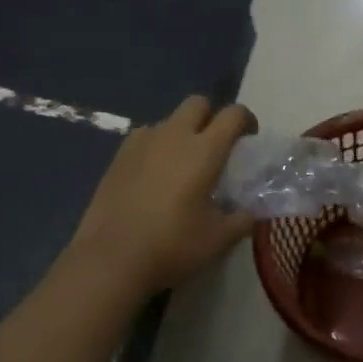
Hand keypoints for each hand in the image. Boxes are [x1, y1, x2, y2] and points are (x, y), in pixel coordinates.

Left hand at [68, 95, 256, 294]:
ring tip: (181, 164)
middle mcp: (174, 135)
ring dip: (181, 132)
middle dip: (211, 116)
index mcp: (205, 150)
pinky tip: (154, 174)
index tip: (249, 138)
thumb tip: (251, 212)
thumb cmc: (172, 245)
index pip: (233, 115)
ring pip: (169, 120)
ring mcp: (142, 142)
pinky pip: (145, 137)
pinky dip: (156, 147)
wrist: (111, 258)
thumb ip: (241, 220)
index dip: (246, 120)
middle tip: (215, 146)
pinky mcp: (118, 156)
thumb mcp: (218, 239)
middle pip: (197, 103)